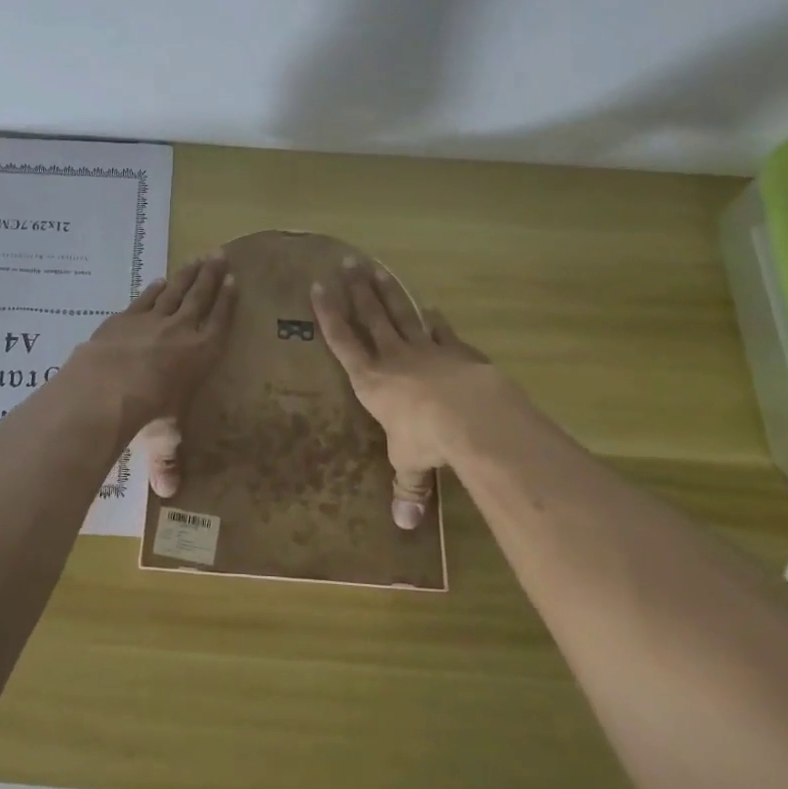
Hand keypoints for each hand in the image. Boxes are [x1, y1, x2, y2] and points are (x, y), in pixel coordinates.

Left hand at [65, 253, 235, 496]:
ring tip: (198, 258)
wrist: (106, 387)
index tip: (235, 281)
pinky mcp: (125, 318)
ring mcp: (151, 320)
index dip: (228, 302)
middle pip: (201, 297)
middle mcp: (182, 331)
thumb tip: (168, 495)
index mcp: (202, 355)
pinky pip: (146, 298)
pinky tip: (160, 280)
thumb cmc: (147, 414)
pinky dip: (155, 288)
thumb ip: (167, 462)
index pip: (220, 322)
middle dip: (212, 276)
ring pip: (175, 291)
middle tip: (221, 254)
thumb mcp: (162, 440)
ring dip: (188, 274)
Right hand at [310, 259, 496, 529]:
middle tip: (347, 263)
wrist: (470, 415)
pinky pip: (441, 331)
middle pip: (371, 317)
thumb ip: (407, 486)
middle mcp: (392, 358)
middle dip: (357, 291)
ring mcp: (426, 350)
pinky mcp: (456, 351)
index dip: (329, 315)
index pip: (343, 342)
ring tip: (376, 269)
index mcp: (370, 381)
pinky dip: (435, 320)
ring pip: (401, 314)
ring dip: (388, 292)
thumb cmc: (425, 438)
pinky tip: (431, 308)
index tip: (317, 287)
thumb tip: (404, 524)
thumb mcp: (409, 463)